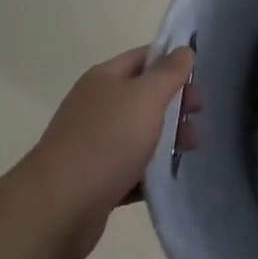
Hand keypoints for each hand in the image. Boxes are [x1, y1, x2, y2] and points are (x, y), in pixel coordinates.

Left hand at [20, 46, 198, 258]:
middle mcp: (97, 105)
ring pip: (139, 132)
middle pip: (144, 95)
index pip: (145, 57)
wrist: (56, 209)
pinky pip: (130, 167)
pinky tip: (169, 178)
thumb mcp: (145, 98)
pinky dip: (150, 171)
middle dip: (175, 103)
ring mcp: (93, 143)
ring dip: (167, 137)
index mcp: (105, 78)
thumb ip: (168, 73)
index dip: (173, 62)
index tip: (200, 79)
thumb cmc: (106, 142)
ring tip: (192, 149)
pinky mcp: (95, 179)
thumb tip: (184, 50)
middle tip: (199, 116)